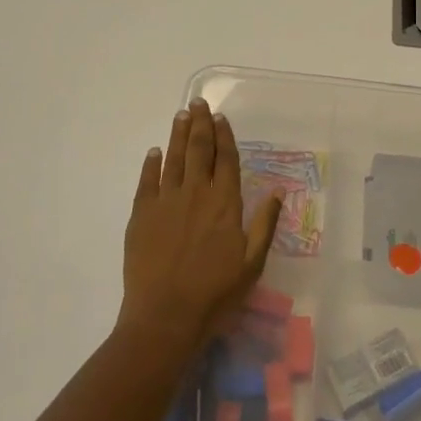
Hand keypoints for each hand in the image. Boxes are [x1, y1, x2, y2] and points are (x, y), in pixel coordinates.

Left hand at [118, 99, 281, 356]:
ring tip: (180, 115)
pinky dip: (151, 164)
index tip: (221, 117)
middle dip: (200, 125)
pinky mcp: (141, 216)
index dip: (224, 136)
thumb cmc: (216, 294)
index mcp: (225, 203)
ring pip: (174, 159)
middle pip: (199, 151)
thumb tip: (278, 191)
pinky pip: (147, 181)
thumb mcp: (252, 263)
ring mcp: (166, 202)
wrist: (165, 317)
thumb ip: (264, 224)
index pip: (226, 160)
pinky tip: (155, 152)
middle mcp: (196, 194)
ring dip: (178, 135)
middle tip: (198, 103)